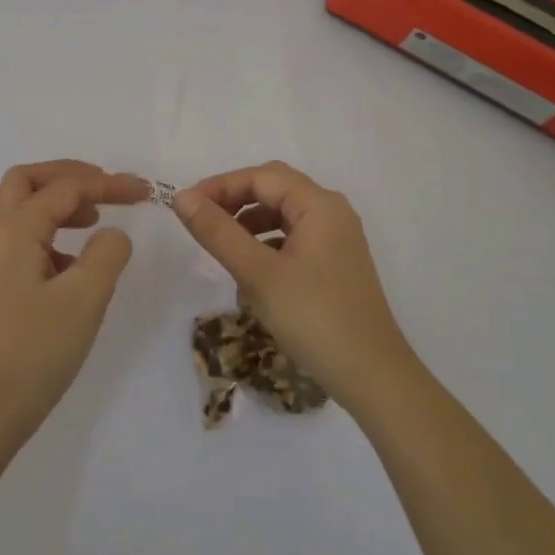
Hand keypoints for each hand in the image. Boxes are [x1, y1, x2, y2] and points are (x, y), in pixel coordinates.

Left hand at [0, 160, 147, 441]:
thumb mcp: (85, 299)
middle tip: (104, 189)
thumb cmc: (36, 351)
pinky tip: (73, 264)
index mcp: (13, 231)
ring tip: (93, 221)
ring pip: (19, 208)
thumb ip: (107, 254)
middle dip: (68, 176)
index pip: (64, 189)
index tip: (145, 192)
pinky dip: (49, 232)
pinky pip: (20, 238)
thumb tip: (112, 235)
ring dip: (57, 202)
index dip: (107, 185)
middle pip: (26, 181)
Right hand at [171, 161, 417, 413]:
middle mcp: (332, 213)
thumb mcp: (258, 274)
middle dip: (235, 202)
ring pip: (283, 216)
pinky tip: (250, 277)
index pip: (261, 177)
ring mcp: (337, 240)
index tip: (185, 207)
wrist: (372, 376)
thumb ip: (218, 232)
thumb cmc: (314, 318)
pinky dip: (267, 247)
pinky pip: (294, 240)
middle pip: (274, 190)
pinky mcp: (335, 265)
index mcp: (319, 205)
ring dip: (249, 225)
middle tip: (200, 221)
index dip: (220, 186)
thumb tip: (181, 198)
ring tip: (222, 249)